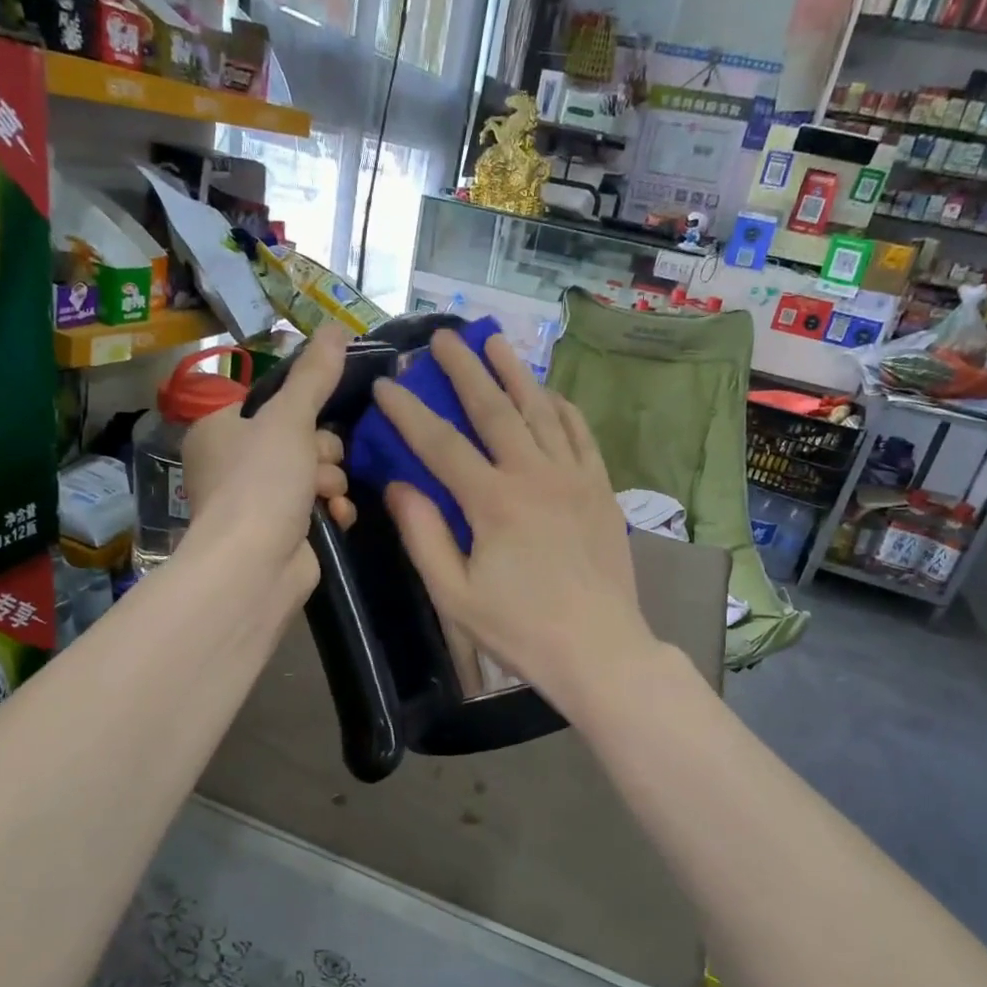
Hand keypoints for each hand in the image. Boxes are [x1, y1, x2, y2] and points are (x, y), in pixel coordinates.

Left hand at [182, 327, 354, 605]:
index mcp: (221, 430)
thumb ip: (315, 375)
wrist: (254, 566)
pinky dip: (332, 510)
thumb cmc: (261, 483)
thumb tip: (337, 327)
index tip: (318, 419)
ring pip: (315, 473)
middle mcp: (234, 464)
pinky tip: (336, 518)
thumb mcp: (289, 418)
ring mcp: (258, 502)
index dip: (304, 412)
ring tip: (325, 497)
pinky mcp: (282, 533)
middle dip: (321, 453)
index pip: (275, 405)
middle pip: (301, 438)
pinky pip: (320, 507)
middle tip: (316, 465)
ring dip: (330, 482)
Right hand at [370, 329, 659, 709]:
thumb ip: (424, 536)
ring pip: (541, 411)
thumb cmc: (520, 629)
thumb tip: (398, 486)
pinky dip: (562, 408)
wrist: (600, 650)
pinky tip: (549, 393)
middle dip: (464, 370)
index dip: (409, 412)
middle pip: (495, 409)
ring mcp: (574, 478)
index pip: (441, 444)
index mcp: (493, 502)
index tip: (386, 384)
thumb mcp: (455, 595)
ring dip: (515, 373)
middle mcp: (535, 475)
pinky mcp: (601, 489)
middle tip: (443, 337)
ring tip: (495, 341)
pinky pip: (580, 434)